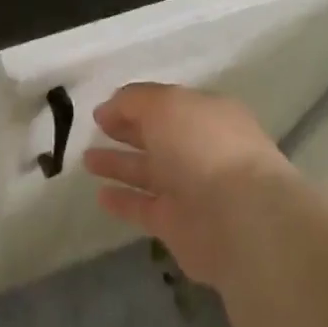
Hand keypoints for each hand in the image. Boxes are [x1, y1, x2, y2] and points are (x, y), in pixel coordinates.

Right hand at [83, 83, 295, 287]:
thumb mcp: (165, 104)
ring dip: (119, 165)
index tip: (103, 110)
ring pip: (149, 173)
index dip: (136, 105)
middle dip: (128, 131)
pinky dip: (123, 201)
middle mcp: (202, 150)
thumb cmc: (204, 147)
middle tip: (95, 129)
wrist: (239, 219)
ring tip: (87, 160)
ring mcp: (192, 189)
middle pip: (159, 137)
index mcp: (208, 115)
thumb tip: (108, 109)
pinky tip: (100, 195)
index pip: (168, 105)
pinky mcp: (179, 226)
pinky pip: (144, 208)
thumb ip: (133, 100)